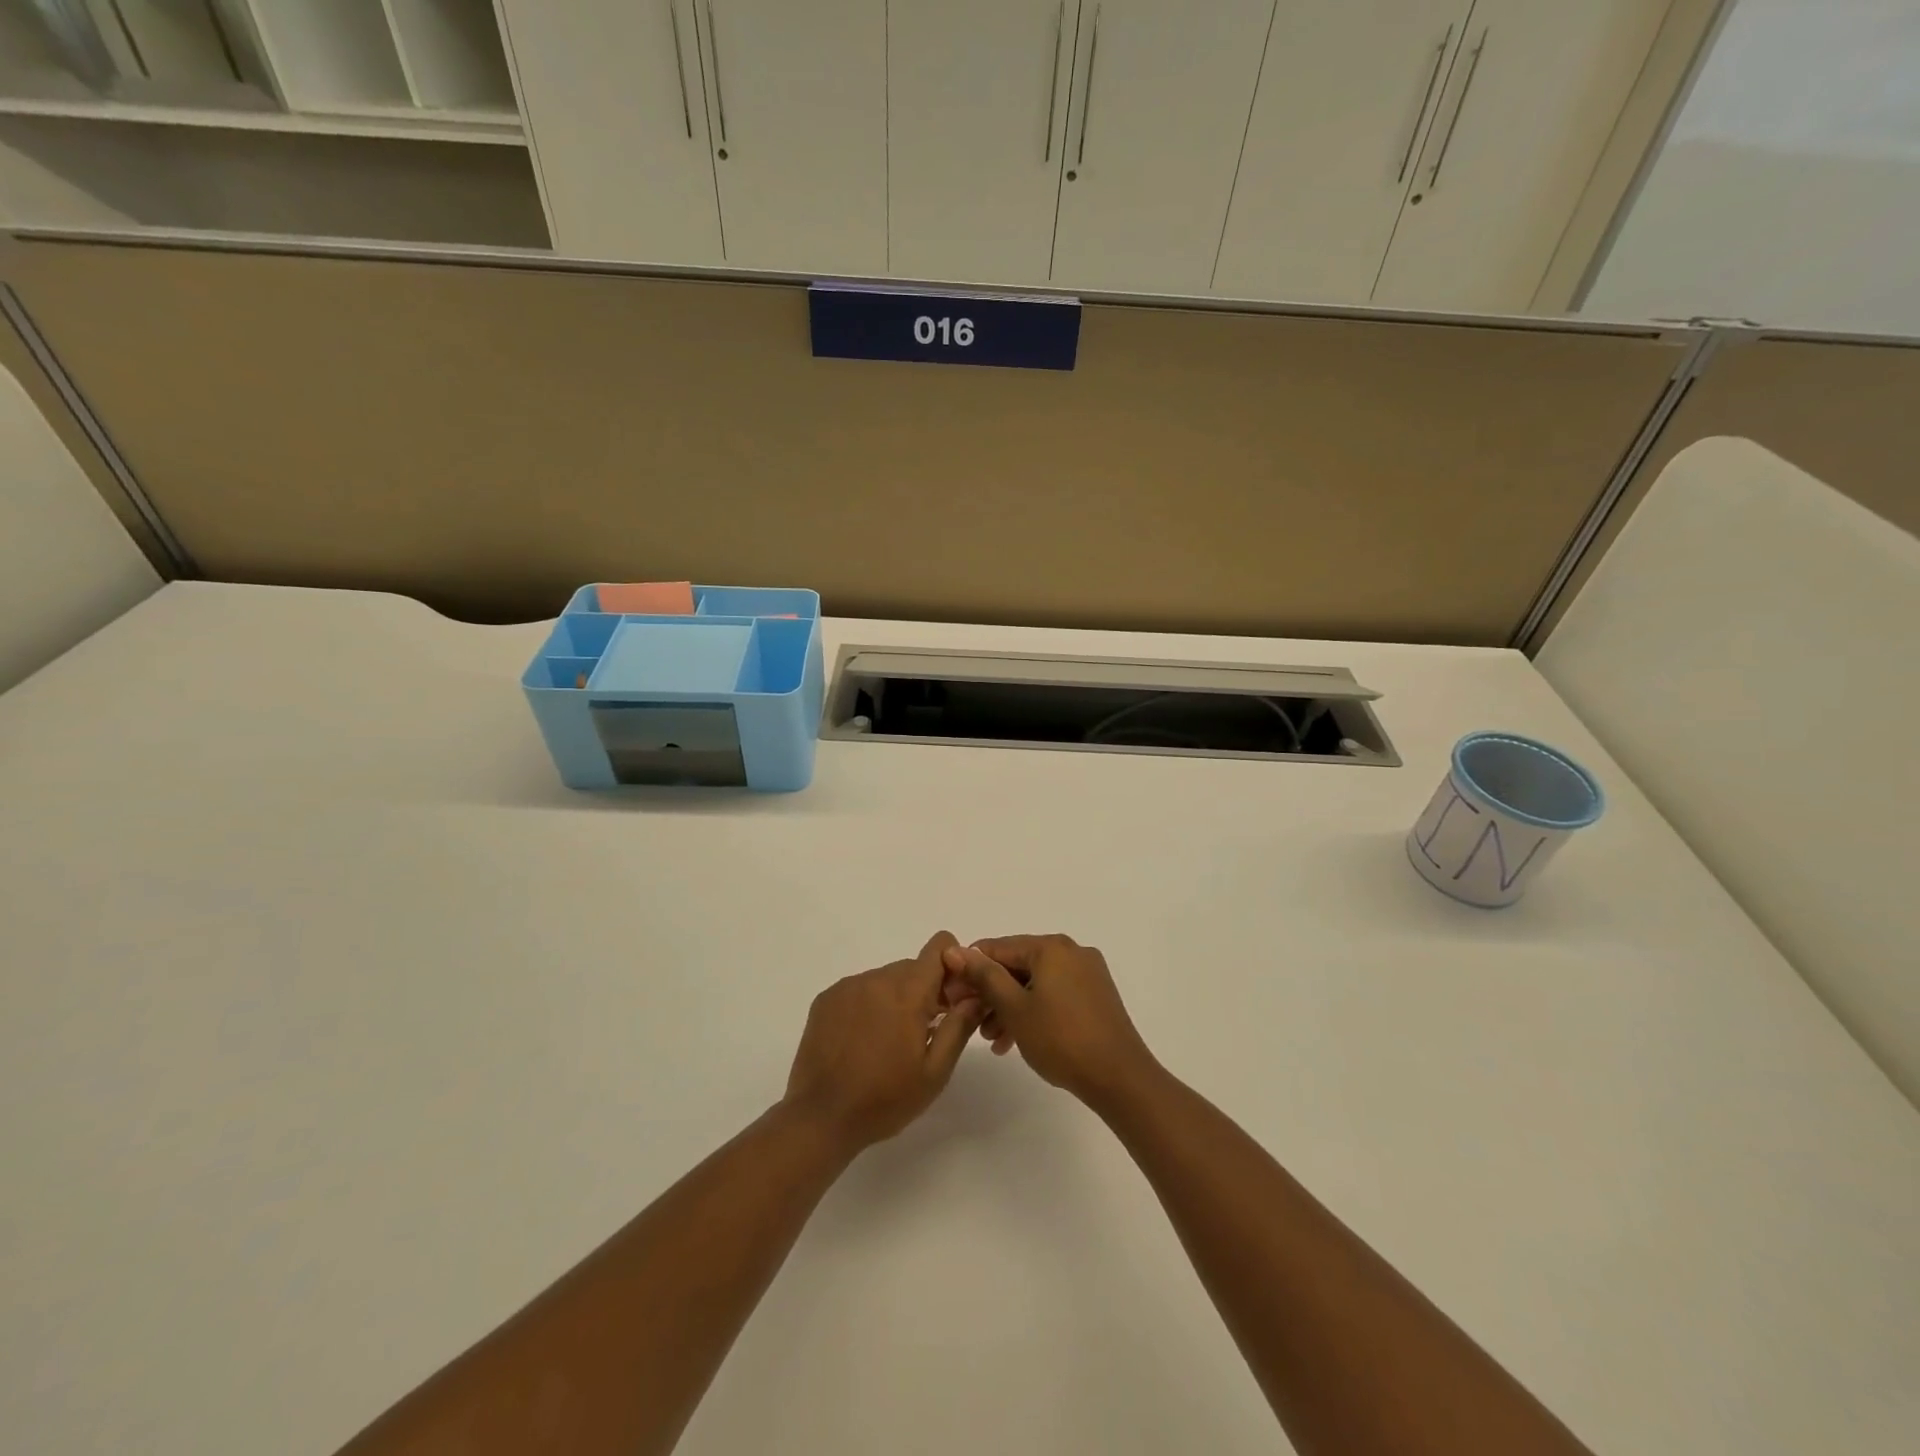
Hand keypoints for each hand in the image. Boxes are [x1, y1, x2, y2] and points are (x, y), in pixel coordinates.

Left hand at [783, 931, 985, 1153]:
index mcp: (908, 993)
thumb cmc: (885, 1099)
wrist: (820, 1118)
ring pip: (885, 978)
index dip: (952, 965)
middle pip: (913, 967)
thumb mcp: (934, 1072)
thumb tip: (976, 995)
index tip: (952, 998)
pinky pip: (859, 989)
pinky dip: (869, 1005)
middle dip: (925, 991)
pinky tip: (862, 1041)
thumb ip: (959, 1027)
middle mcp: (877, 979)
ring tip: (889, 1042)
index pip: (939, 948)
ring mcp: (848, 987)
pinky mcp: (826, 999)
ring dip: (896, 998)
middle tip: (924, 1031)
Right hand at [943, 934, 1158, 1109]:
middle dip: (991, 993)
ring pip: (1035, 983)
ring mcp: (1087, 974)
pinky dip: (1033, 1011)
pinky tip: (1016, 1040)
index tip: (951, 996)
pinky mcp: (1096, 996)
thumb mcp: (1014, 1008)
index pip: (998, 948)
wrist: (1119, 1077)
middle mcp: (1071, 951)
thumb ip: (985, 976)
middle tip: (969, 1020)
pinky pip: (1053, 995)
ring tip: (991, 1039)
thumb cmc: (1061, 1039)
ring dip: (1009, 1006)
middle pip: (1018, 965)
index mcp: (1051, 947)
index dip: (970, 970)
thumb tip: (956, 949)